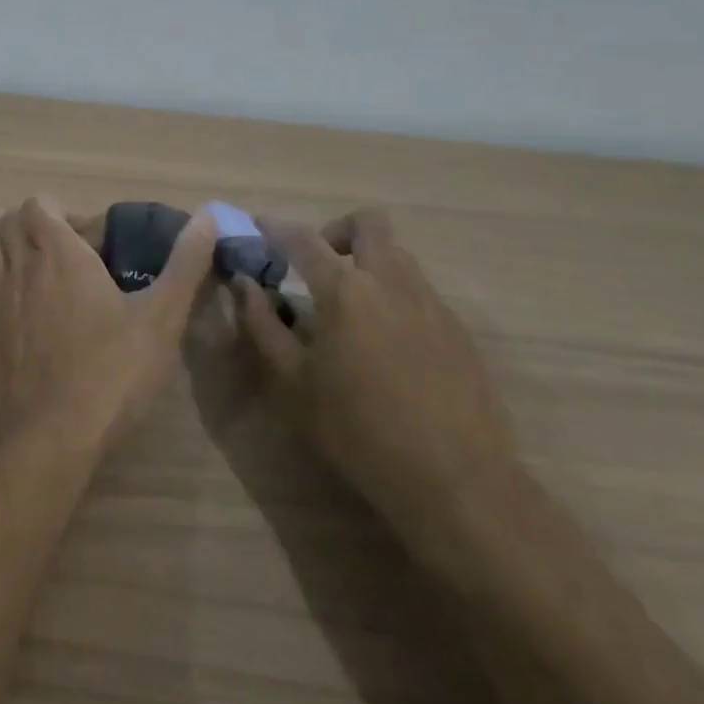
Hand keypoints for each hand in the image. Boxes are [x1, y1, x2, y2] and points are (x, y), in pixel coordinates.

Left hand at [0, 197, 217, 457]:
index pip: (40, 204)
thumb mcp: (162, 318)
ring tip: (26, 259)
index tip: (89, 240)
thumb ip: (186, 264)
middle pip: (7, 220)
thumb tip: (210, 216)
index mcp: (59, 253)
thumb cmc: (111, 372)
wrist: (49, 434)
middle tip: (63, 252)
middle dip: (32, 224)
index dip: (62, 212)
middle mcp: (17, 264)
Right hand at [232, 209, 518, 551]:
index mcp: (345, 291)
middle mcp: (391, 282)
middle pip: (369, 223)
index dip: (276, 227)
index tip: (260, 226)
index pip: (303, 238)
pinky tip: (386, 343)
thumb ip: (263, 325)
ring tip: (350, 307)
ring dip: (368, 261)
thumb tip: (245, 285)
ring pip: (398, 254)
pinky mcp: (458, 330)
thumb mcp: (293, 383)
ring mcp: (431, 303)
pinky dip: (394, 295)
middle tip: (318, 263)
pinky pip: (420, 291)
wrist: (455, 480)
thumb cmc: (358, 431)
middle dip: (337, 230)